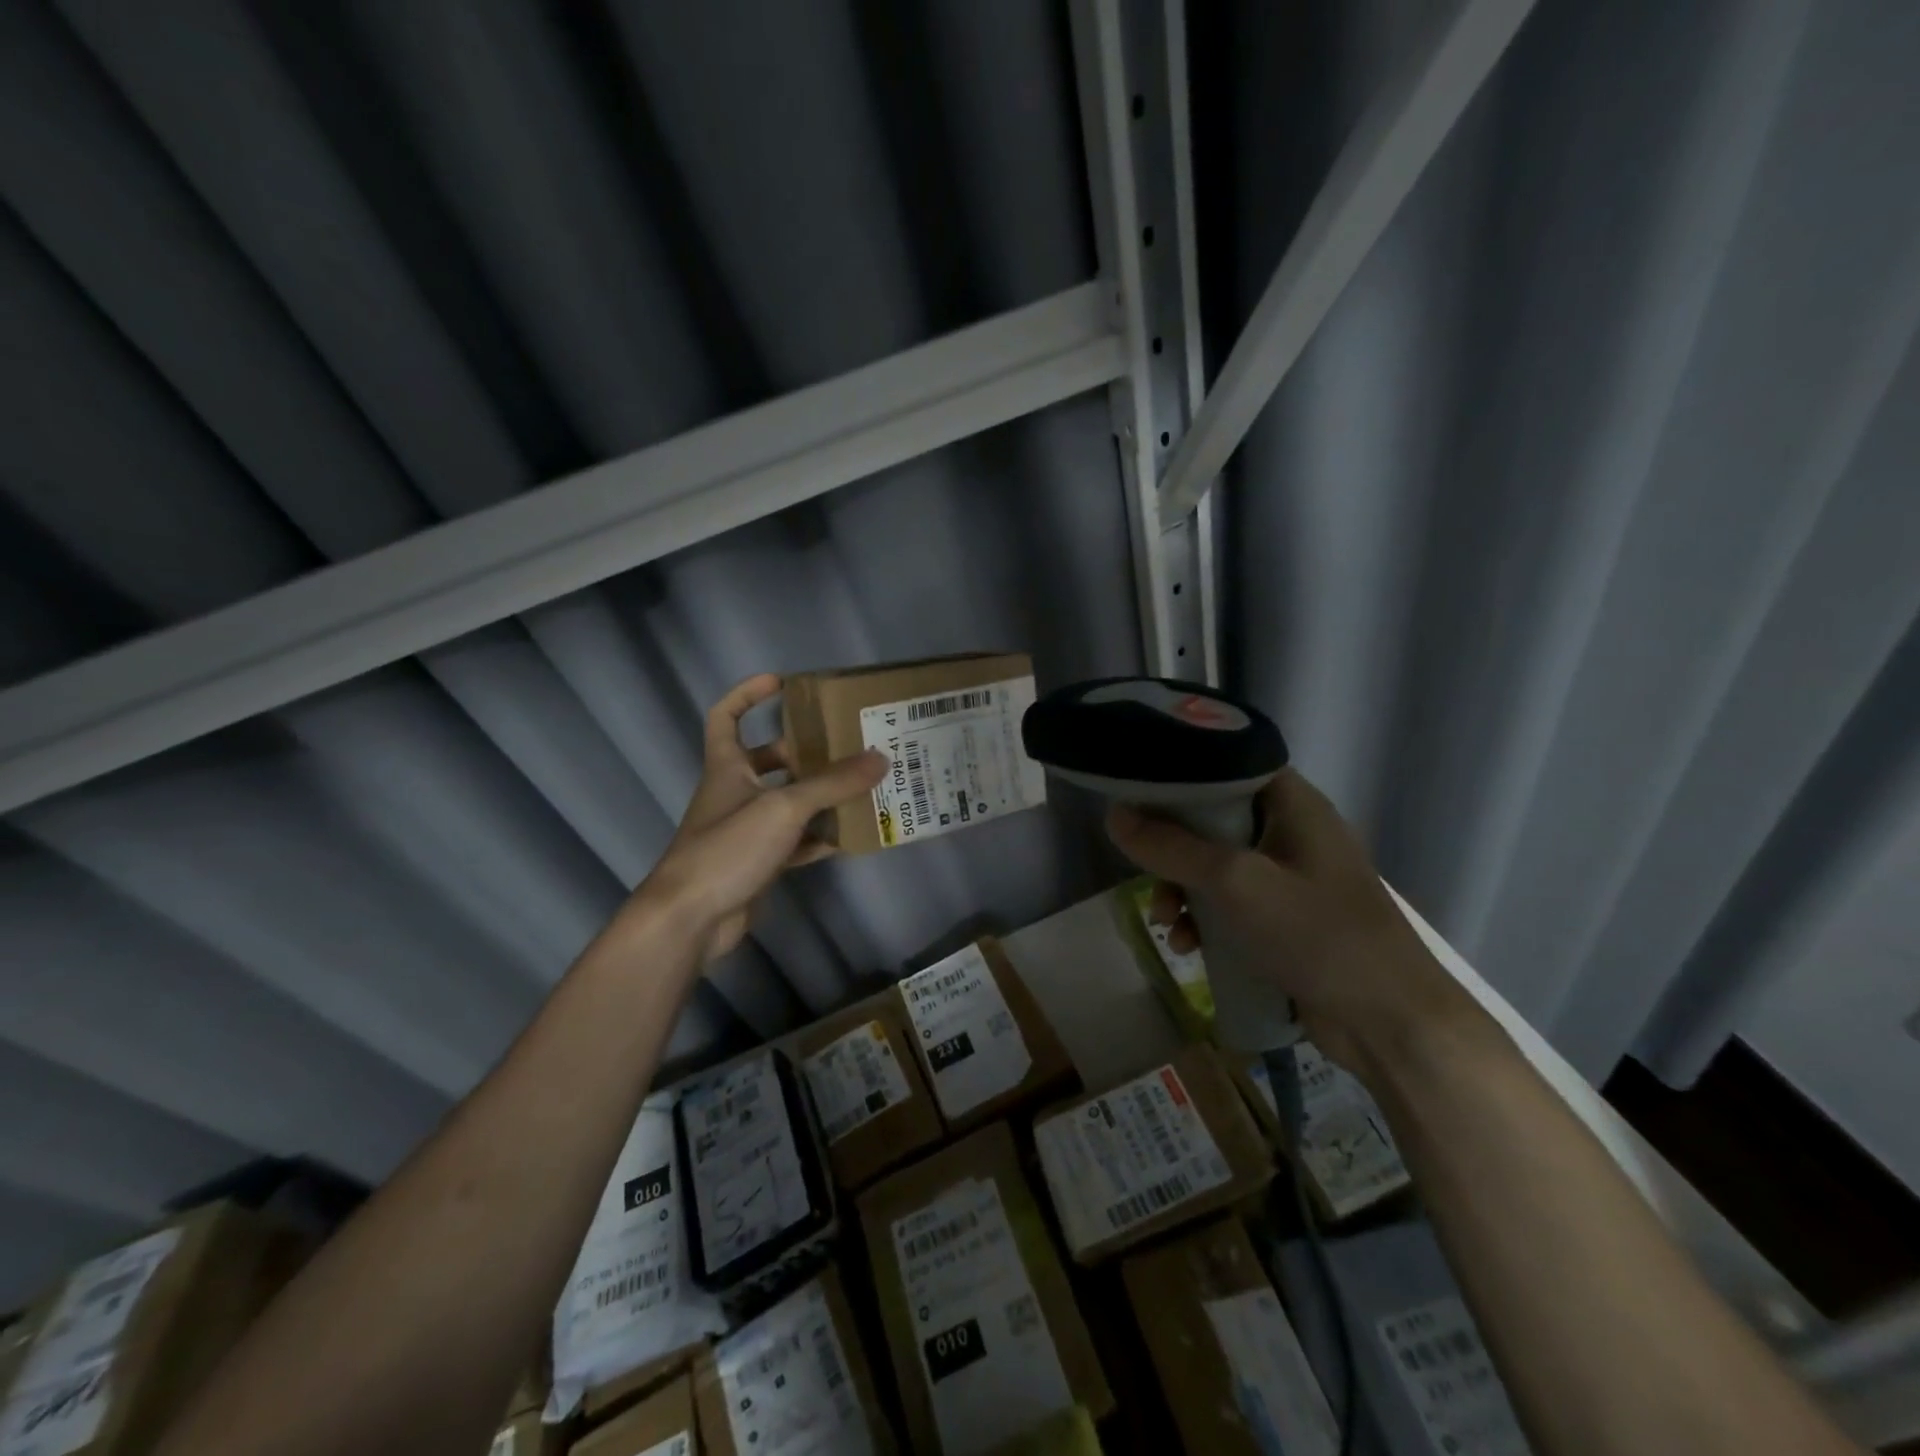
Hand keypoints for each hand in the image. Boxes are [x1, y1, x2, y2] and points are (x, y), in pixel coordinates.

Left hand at [634, 674, 885, 964]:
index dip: (748, 694)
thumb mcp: (784, 807)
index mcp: (727, 767)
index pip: (726, 716)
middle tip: (846, 745)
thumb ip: (833, 783)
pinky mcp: (757, 863)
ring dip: (820, 796)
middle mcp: (734, 793)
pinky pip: (795, 842)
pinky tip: (851, 836)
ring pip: (787, 803)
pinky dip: (820, 837)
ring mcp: (745, 831)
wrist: (691, 919)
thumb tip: (881, 758)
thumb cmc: (728, 847)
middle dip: (805, 751)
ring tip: (861, 787)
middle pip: (769, 760)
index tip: (782, 683)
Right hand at [1107, 768, 1482, 1072]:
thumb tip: (1114, 815)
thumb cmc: (1318, 935)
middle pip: (1212, 819)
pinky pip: (1230, 904)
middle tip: (1145, 873)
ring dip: (1183, 891)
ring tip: (1168, 925)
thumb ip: (1171, 847)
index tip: (1135, 795)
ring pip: (1215, 866)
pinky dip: (1205, 919)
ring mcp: (1290, 878)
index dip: (1179, 777)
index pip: (1226, 766)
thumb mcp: (1235, 883)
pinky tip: (1189, 947)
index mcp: (1293, 804)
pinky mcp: (1286, 920)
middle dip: (1172, 850)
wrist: (1391, 1025)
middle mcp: (1291, 832)